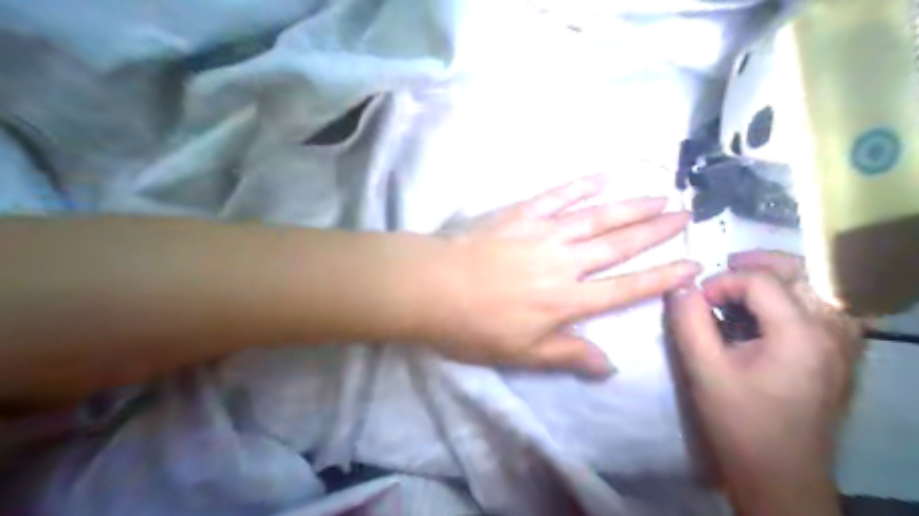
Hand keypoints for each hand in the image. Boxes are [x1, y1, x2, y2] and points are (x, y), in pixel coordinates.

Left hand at [427, 176, 700, 376]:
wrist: (432, 287)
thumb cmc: (474, 326)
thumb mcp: (521, 354)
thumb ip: (568, 356)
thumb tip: (611, 367)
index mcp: (566, 300)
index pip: (626, 289)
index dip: (662, 278)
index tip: (692, 264)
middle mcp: (564, 262)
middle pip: (619, 245)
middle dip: (656, 231)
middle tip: (686, 214)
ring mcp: (543, 233)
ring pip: (596, 216)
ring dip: (630, 205)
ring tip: (659, 195)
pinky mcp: (520, 214)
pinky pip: (557, 196)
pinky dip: (582, 185)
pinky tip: (603, 176)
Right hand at [666, 250, 857, 515]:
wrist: (780, 475)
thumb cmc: (738, 422)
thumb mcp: (702, 369)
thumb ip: (688, 320)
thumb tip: (680, 286)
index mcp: (800, 334)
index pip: (760, 280)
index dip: (722, 282)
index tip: (696, 302)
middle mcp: (832, 331)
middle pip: (802, 272)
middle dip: (758, 264)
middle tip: (724, 269)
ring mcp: (843, 344)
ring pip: (817, 287)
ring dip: (778, 278)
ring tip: (743, 288)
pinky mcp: (840, 357)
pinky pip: (822, 308)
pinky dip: (793, 298)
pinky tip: (768, 313)